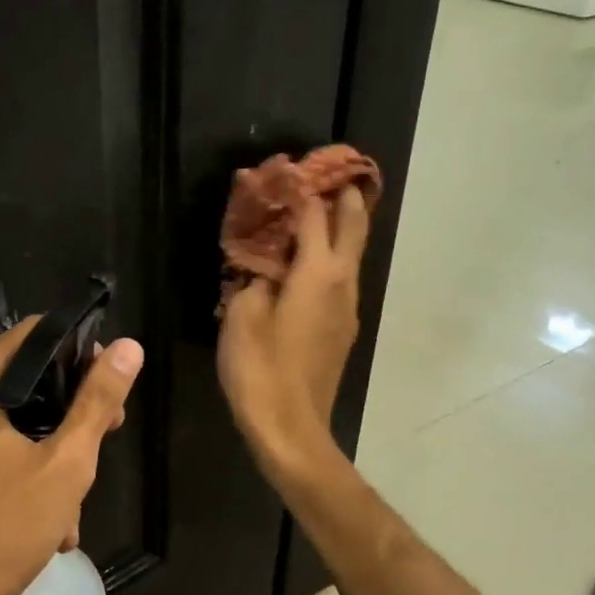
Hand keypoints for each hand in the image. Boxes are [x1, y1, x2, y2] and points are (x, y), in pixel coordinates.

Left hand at [0, 319, 143, 594]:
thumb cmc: (1, 528)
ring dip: (55, 454)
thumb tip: (129, 347)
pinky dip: (29, 475)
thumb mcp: (65, 462)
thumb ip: (97, 400)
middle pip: (29, 379)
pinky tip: (54, 522)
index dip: (82, 351)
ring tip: (76, 502)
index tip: (112, 383)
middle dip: (73, 410)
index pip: (38, 334)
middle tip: (108, 437)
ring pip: (19, 422)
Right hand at [217, 186, 369, 479]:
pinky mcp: (342, 330)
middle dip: (346, 200)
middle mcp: (342, 284)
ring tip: (327, 211)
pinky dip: (332, 259)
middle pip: (352, 230)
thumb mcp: (242, 316)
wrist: (290, 426)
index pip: (314, 217)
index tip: (294, 169)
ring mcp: (348, 309)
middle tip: (337, 175)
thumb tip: (262, 267)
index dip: (303, 191)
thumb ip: (253, 280)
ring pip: (352, 257)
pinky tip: (312, 264)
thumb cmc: (261, 367)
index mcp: (318, 273)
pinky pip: (341, 281)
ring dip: (342, 230)